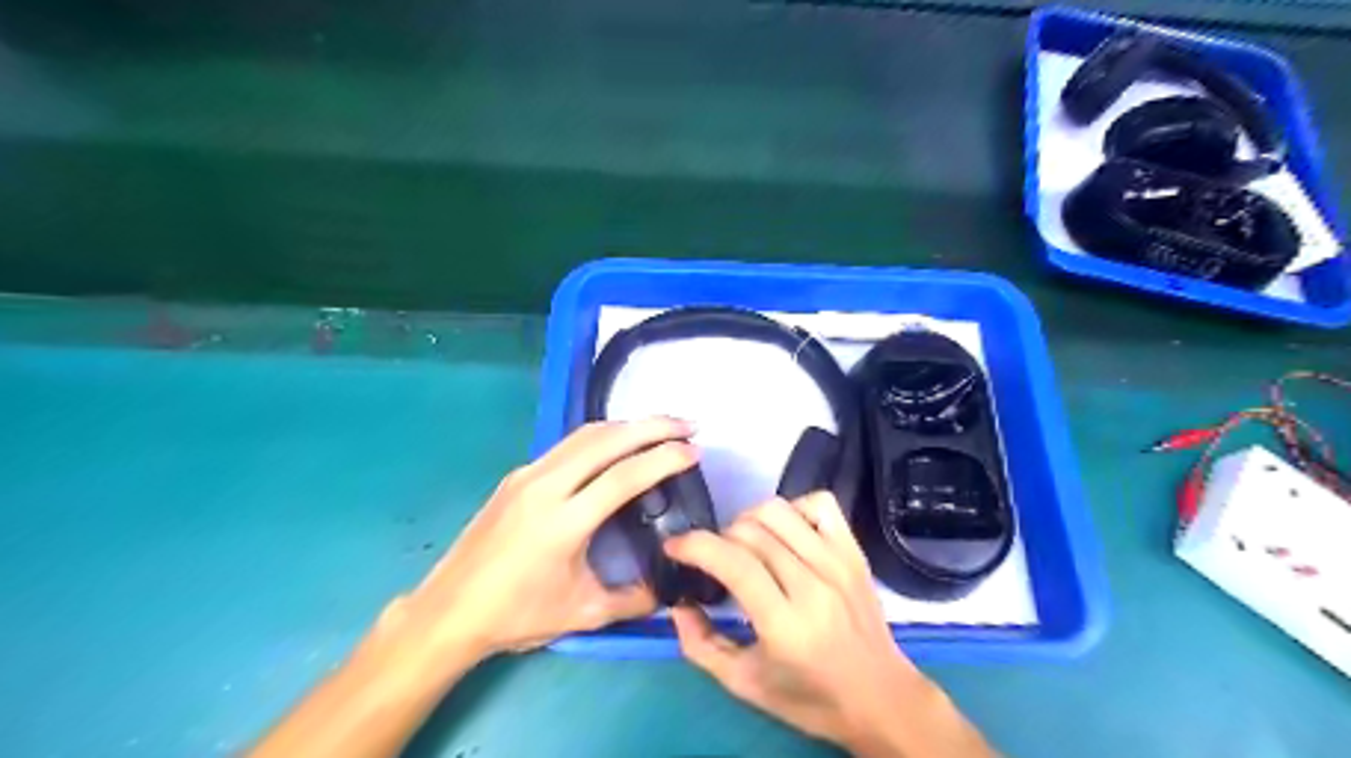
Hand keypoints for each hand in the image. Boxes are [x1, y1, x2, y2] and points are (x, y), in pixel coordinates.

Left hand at [398, 420, 694, 657]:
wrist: (448, 610)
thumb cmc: (516, 615)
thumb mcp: (582, 613)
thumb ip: (633, 600)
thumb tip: (668, 589)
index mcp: (563, 522)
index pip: (623, 476)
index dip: (663, 459)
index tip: (694, 451)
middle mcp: (545, 486)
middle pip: (606, 440)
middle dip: (652, 426)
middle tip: (687, 424)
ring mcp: (527, 475)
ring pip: (585, 435)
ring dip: (627, 425)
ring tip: (660, 426)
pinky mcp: (517, 476)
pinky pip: (568, 445)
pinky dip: (602, 436)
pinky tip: (618, 444)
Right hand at [663, 494, 988, 755]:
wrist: (882, 698)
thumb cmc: (810, 697)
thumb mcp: (745, 684)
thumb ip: (701, 645)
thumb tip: (677, 604)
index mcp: (784, 624)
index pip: (733, 562)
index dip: (695, 545)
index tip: (674, 547)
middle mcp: (813, 585)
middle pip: (750, 531)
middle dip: (718, 538)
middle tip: (714, 560)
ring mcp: (838, 562)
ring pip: (778, 510)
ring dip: (749, 520)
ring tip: (746, 544)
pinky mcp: (854, 551)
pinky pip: (820, 503)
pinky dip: (793, 507)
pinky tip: (785, 533)